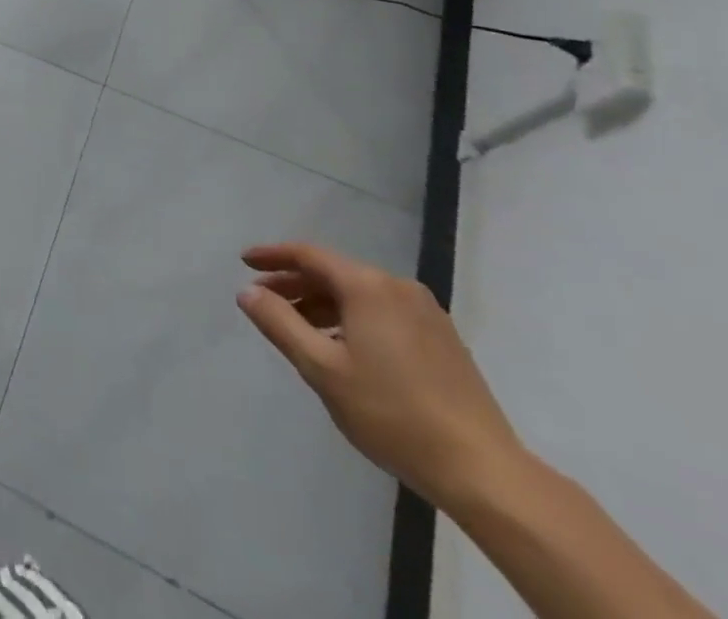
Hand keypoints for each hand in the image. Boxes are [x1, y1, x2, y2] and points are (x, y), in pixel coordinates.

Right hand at [237, 242, 523, 511]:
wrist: (484, 472)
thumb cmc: (393, 414)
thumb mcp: (322, 369)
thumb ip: (279, 324)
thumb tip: (248, 292)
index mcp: (368, 286)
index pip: (308, 255)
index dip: (272, 255)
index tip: (243, 262)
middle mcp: (398, 287)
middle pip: (334, 273)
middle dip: (295, 284)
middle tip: (265, 301)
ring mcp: (426, 313)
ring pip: (359, 294)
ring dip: (323, 304)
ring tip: (299, 330)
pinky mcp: (443, 339)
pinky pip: (383, 312)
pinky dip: (352, 318)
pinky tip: (342, 348)